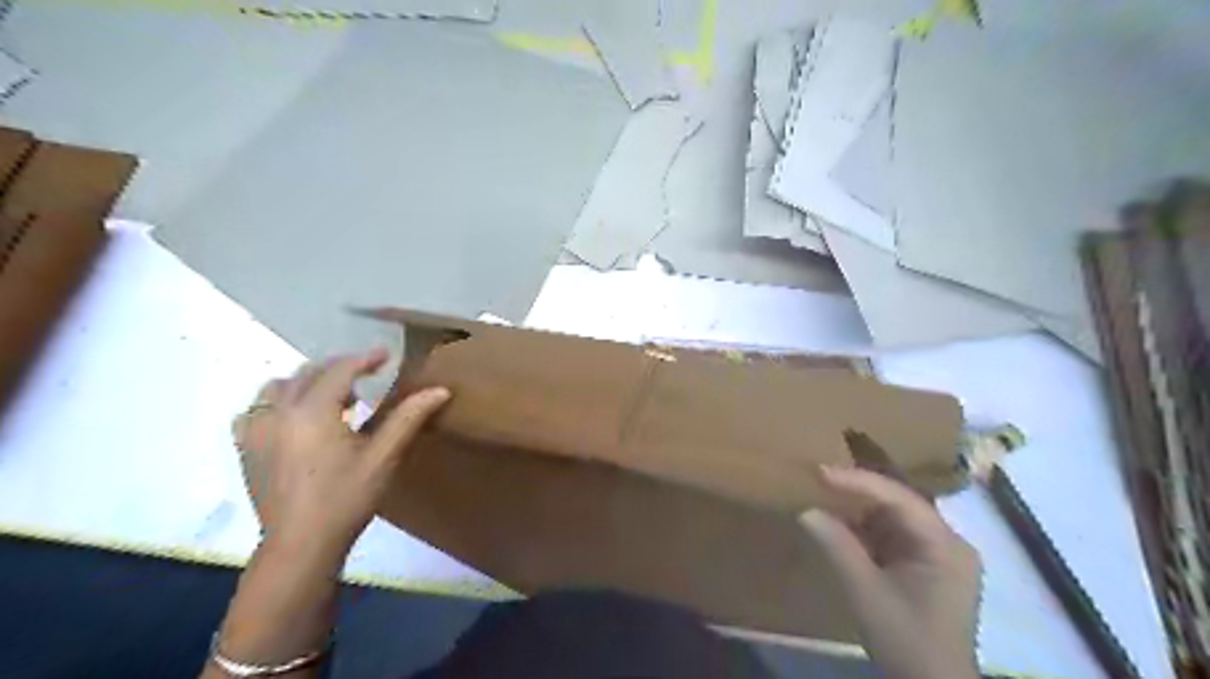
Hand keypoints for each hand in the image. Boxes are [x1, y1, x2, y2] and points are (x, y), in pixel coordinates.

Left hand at [233, 348, 450, 563]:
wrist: (301, 545)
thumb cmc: (346, 498)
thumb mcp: (383, 457)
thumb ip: (408, 418)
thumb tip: (440, 390)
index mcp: (313, 411)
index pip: (340, 370)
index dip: (365, 360)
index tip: (386, 355)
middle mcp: (279, 412)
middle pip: (308, 373)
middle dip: (339, 369)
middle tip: (366, 375)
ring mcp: (256, 430)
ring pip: (278, 387)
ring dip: (307, 382)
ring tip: (332, 397)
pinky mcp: (246, 449)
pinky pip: (256, 411)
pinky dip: (276, 404)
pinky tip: (294, 418)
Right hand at [802, 466, 981, 678]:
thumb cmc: (904, 639)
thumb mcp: (865, 591)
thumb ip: (836, 545)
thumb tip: (805, 510)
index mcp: (945, 545)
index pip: (899, 498)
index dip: (858, 481)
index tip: (820, 471)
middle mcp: (948, 542)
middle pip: (899, 503)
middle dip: (858, 492)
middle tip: (819, 478)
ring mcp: (938, 556)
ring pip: (893, 518)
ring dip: (859, 510)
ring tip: (823, 495)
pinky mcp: (925, 568)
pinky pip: (892, 536)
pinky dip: (864, 530)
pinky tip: (839, 524)